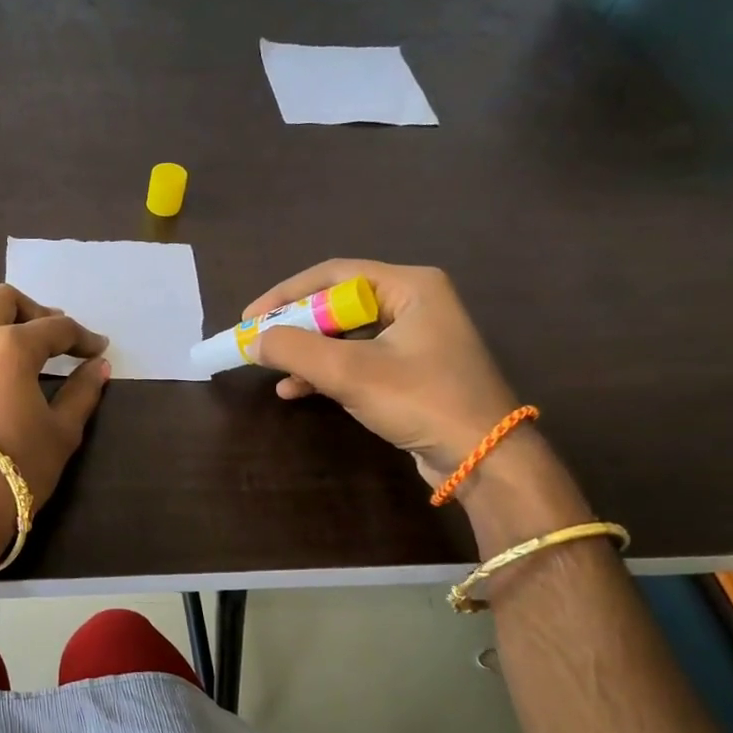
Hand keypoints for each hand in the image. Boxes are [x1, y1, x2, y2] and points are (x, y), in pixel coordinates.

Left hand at [0, 284, 110, 553]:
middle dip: (30, 309)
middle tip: (48, 334)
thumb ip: (82, 393)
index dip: (82, 337)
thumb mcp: (63, 432)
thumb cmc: (19, 468)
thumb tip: (98, 366)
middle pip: (0, 300)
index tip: (97, 349)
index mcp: (12, 347)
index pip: (56, 329)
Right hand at [244, 259, 519, 483]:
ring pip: (343, 335)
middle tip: (258, 343)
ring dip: (306, 353)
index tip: (249, 318)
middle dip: (294, 327)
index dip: (285, 294)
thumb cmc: (421, 400)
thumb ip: (295, 350)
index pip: (333, 275)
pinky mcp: (410, 370)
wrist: (483, 458)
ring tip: (272, 371)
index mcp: (410, 286)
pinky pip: (356, 359)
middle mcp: (414, 303)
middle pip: (337, 304)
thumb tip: (252, 340)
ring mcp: (414, 338)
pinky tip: (295, 391)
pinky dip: (324, 372)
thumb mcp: (351, 372)